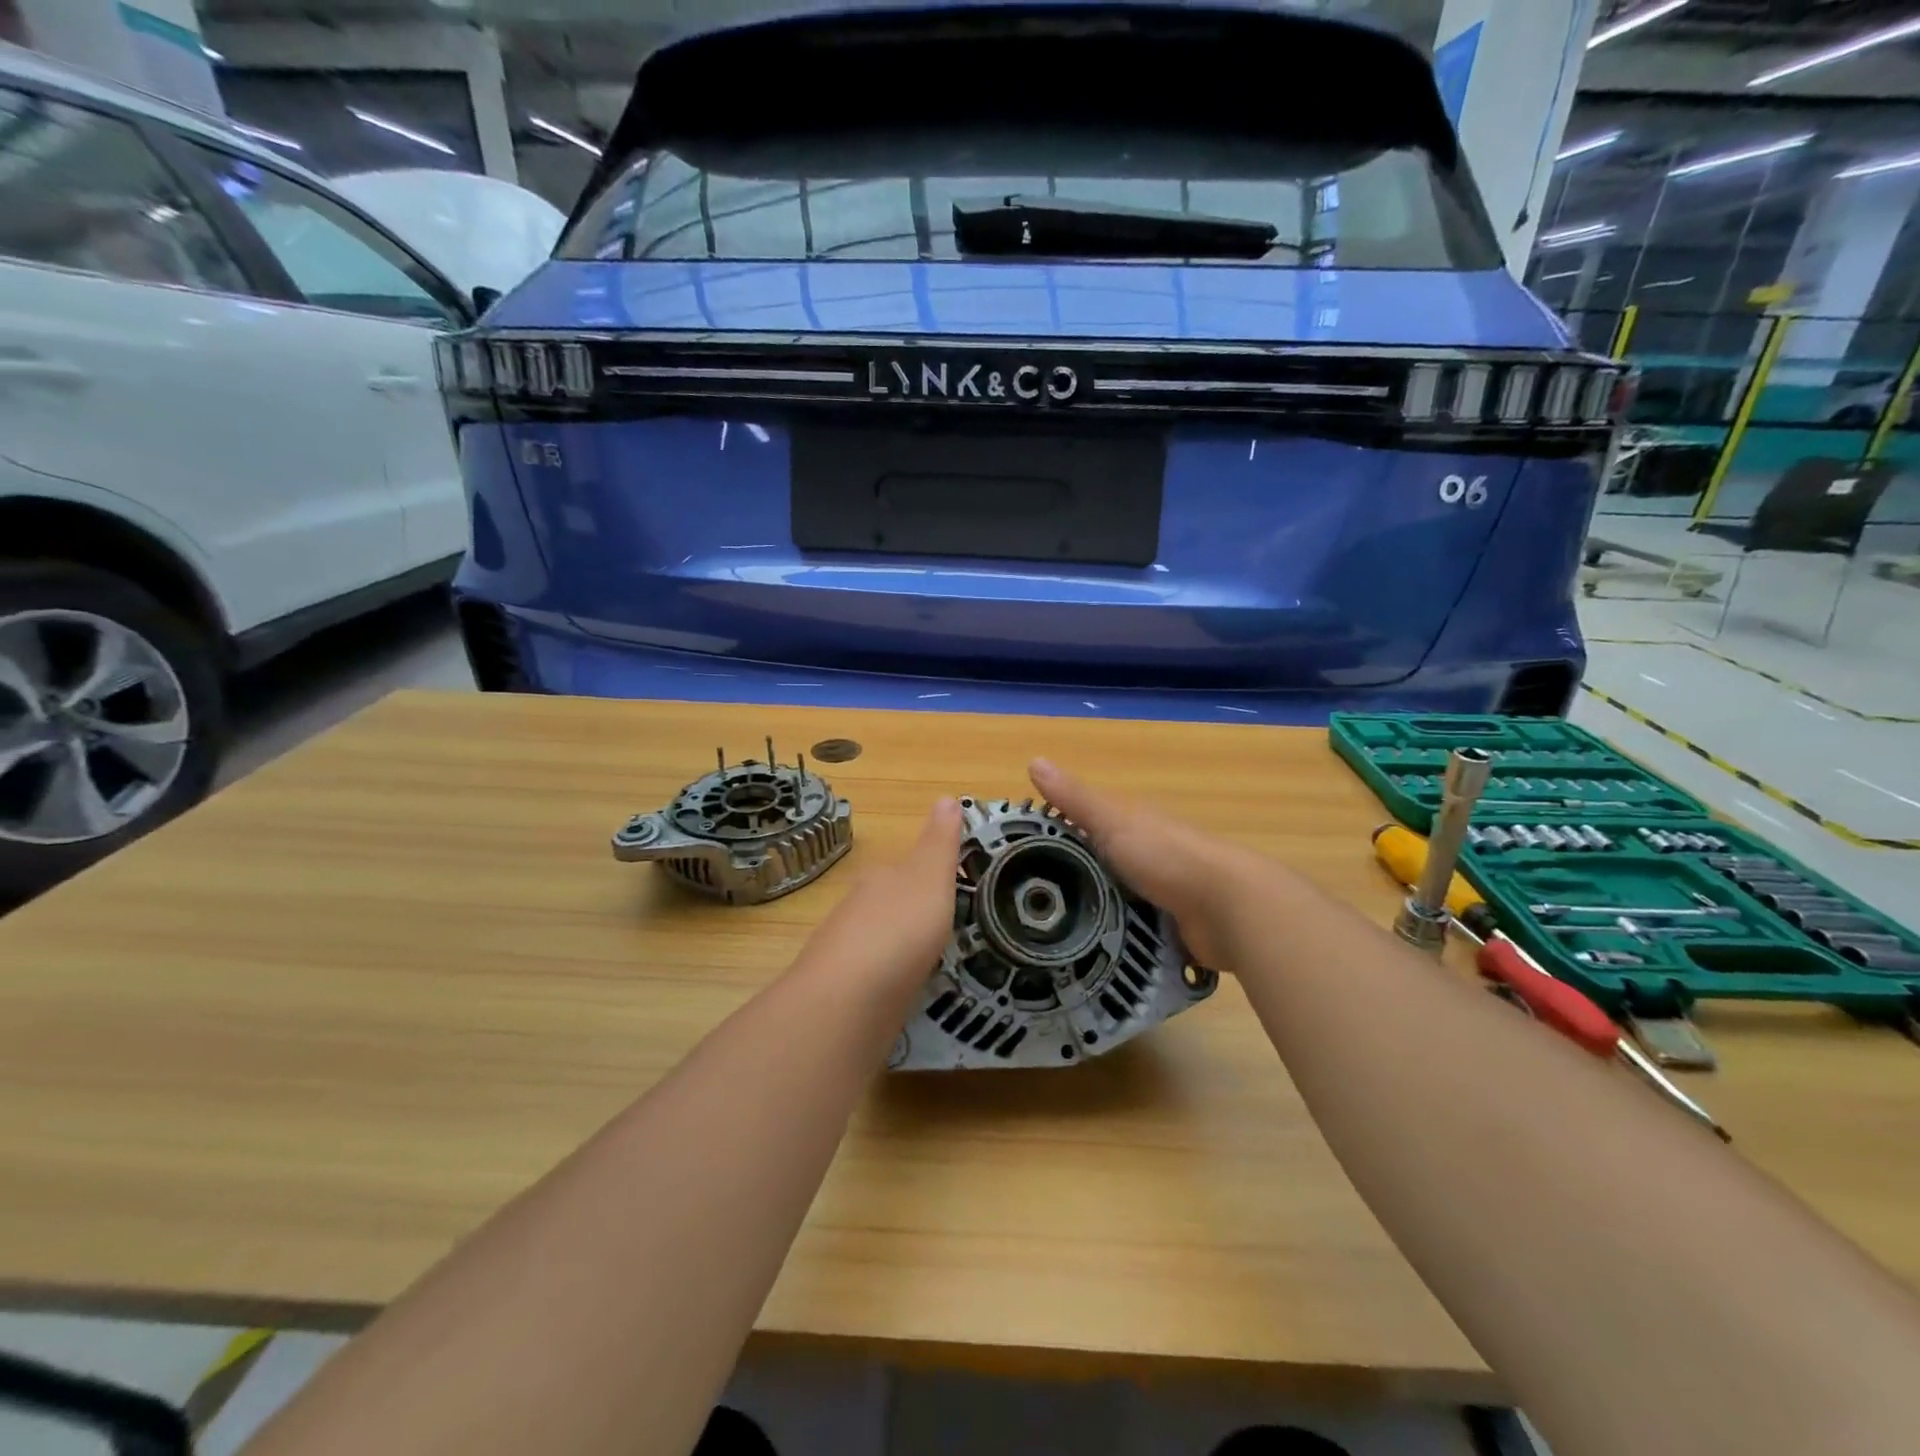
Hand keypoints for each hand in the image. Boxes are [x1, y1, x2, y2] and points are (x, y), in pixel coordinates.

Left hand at [801, 798, 961, 991]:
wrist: (848, 999)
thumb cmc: (899, 928)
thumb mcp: (930, 876)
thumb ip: (940, 841)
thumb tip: (946, 794)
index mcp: (880, 878)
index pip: (905, 867)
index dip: (930, 876)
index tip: (956, 891)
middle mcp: (858, 908)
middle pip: (889, 903)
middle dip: (914, 913)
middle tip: (950, 930)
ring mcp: (846, 950)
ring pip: (880, 939)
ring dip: (901, 946)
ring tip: (934, 962)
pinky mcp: (844, 990)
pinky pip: (874, 975)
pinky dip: (890, 977)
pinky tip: (906, 990)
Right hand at [1028, 759, 1262, 970]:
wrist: (1229, 908)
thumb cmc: (1167, 855)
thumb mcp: (1113, 822)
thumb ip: (1075, 799)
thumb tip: (1032, 760)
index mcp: (1133, 825)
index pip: (1084, 826)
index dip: (1052, 835)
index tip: (1015, 857)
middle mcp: (1147, 856)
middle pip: (1097, 866)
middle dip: (1068, 882)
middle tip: (1024, 907)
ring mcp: (1161, 895)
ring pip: (1114, 903)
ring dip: (1091, 916)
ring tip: (1048, 939)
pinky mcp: (1170, 930)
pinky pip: (1132, 935)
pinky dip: (1115, 943)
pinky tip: (1087, 957)